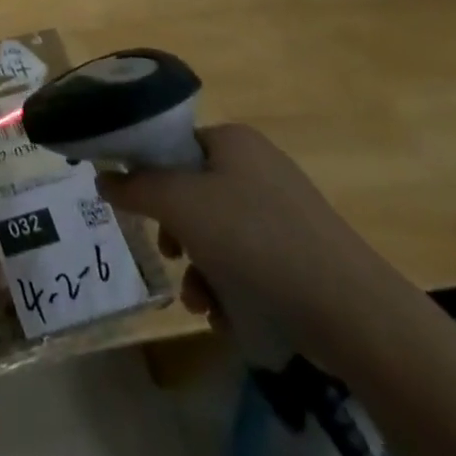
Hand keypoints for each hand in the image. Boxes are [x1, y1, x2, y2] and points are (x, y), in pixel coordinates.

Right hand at [98, 124, 405, 374]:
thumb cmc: (256, 241)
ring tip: (198, 300)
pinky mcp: (301, 253)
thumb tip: (102, 178)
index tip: (134, 208)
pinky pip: (246, 261)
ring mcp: (283, 211)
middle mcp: (257, 166)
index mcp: (232, 140)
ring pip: (216, 232)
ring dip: (198, 267)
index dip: (147, 175)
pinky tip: (224, 315)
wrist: (353, 312)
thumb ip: (134, 187)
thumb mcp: (180, 205)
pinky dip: (228, 285)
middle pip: (191, 192)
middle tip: (168, 254)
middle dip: (174, 231)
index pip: (171, 145)